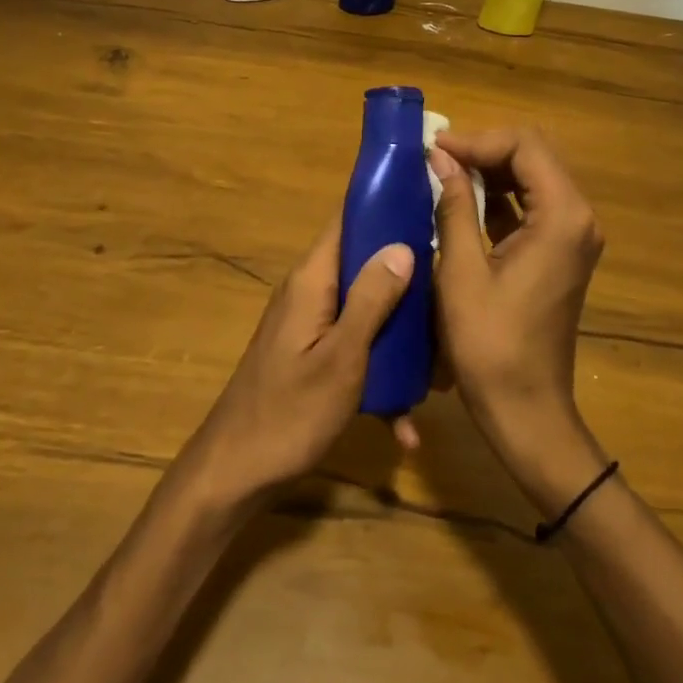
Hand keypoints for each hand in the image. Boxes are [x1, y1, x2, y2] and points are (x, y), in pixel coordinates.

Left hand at [185, 218, 413, 509]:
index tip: (430, 206)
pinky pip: (354, 348)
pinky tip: (403, 422)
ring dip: (399, 334)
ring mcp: (309, 325)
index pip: (347, 219)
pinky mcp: (311, 355)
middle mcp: (309, 292)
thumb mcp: (341, 358)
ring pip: (365, 309)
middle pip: (364, 264)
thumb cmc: (289, 413)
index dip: (385, 206)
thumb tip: (402, 246)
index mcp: (312, 280)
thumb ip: (371, 299)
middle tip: (449, 295)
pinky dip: (378, 374)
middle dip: (407, 278)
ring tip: (438, 366)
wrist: (232, 476)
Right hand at [429, 129, 609, 511]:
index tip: (435, 148)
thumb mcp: (461, 271)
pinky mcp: (560, 253)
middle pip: (534, 155)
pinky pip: (532, 206)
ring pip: (532, 178)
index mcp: (562, 217)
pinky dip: (499, 196)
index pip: (525, 146)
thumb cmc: (490, 345)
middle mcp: (578, 218)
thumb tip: (440, 158)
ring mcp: (573, 236)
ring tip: (442, 172)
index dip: (478, 140)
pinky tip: (462, 200)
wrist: (526, 411)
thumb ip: (455, 206)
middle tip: (436, 157)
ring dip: (490, 170)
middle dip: (484, 149)